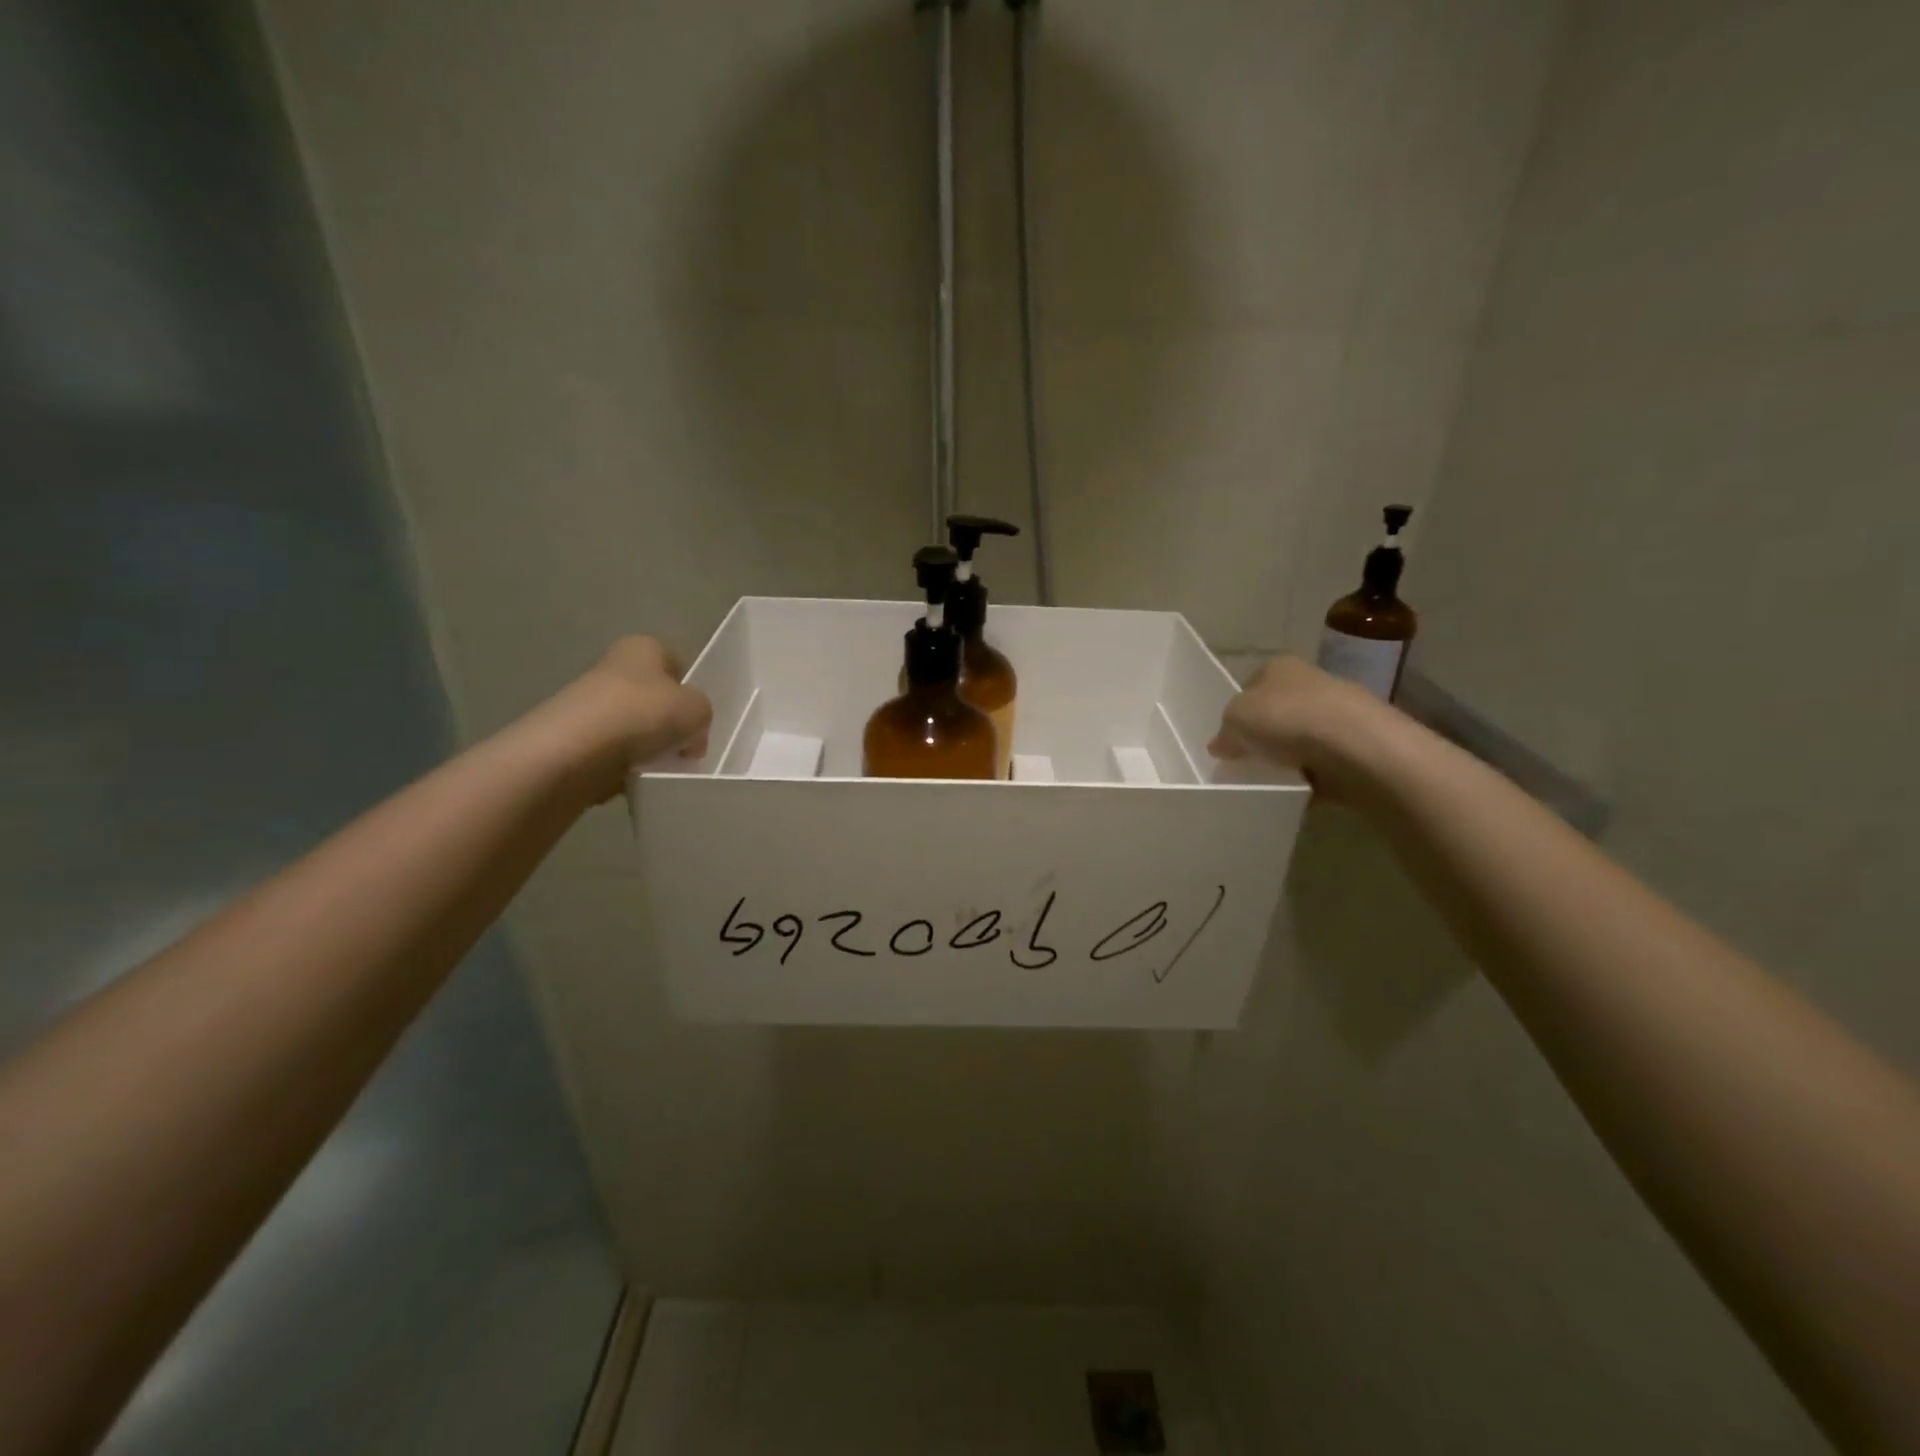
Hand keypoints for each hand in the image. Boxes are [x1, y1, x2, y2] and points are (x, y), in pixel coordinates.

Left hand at [542, 636, 713, 802]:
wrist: (574, 752)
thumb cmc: (642, 715)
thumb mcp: (697, 709)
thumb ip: (702, 714)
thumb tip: (688, 736)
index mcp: (642, 647)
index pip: (676, 665)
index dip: (690, 693)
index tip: (696, 721)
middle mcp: (613, 668)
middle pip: (655, 700)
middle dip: (670, 725)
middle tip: (684, 749)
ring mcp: (589, 704)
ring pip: (635, 729)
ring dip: (649, 749)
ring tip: (658, 767)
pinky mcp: (574, 739)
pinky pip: (613, 755)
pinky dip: (625, 768)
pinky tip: (632, 778)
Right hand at [1208, 655, 1388, 796]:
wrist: (1355, 744)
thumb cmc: (1286, 718)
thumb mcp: (1235, 720)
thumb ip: (1224, 732)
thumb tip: (1220, 745)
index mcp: (1279, 666)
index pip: (1251, 684)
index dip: (1237, 711)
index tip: (1228, 737)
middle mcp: (1310, 681)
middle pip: (1277, 710)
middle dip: (1263, 733)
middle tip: (1246, 759)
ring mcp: (1338, 712)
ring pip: (1301, 736)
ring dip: (1289, 755)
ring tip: (1272, 777)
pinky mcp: (1357, 744)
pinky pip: (1323, 761)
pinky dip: (1312, 774)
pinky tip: (1300, 787)